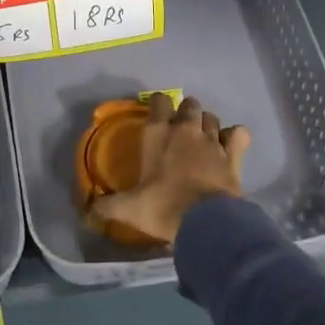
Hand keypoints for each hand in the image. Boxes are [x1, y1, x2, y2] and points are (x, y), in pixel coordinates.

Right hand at [86, 94, 249, 245]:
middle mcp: (186, 130)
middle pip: (189, 105)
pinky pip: (238, 134)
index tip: (156, 111)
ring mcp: (212, 140)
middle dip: (185, 111)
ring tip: (203, 136)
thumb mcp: (129, 208)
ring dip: (207, 123)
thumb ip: (107, 206)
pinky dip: (235, 136)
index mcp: (159, 134)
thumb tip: (87, 212)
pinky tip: (231, 144)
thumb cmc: (163, 207)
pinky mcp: (233, 155)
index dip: (158, 103)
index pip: (159, 102)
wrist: (205, 222)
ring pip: (212, 117)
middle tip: (180, 128)